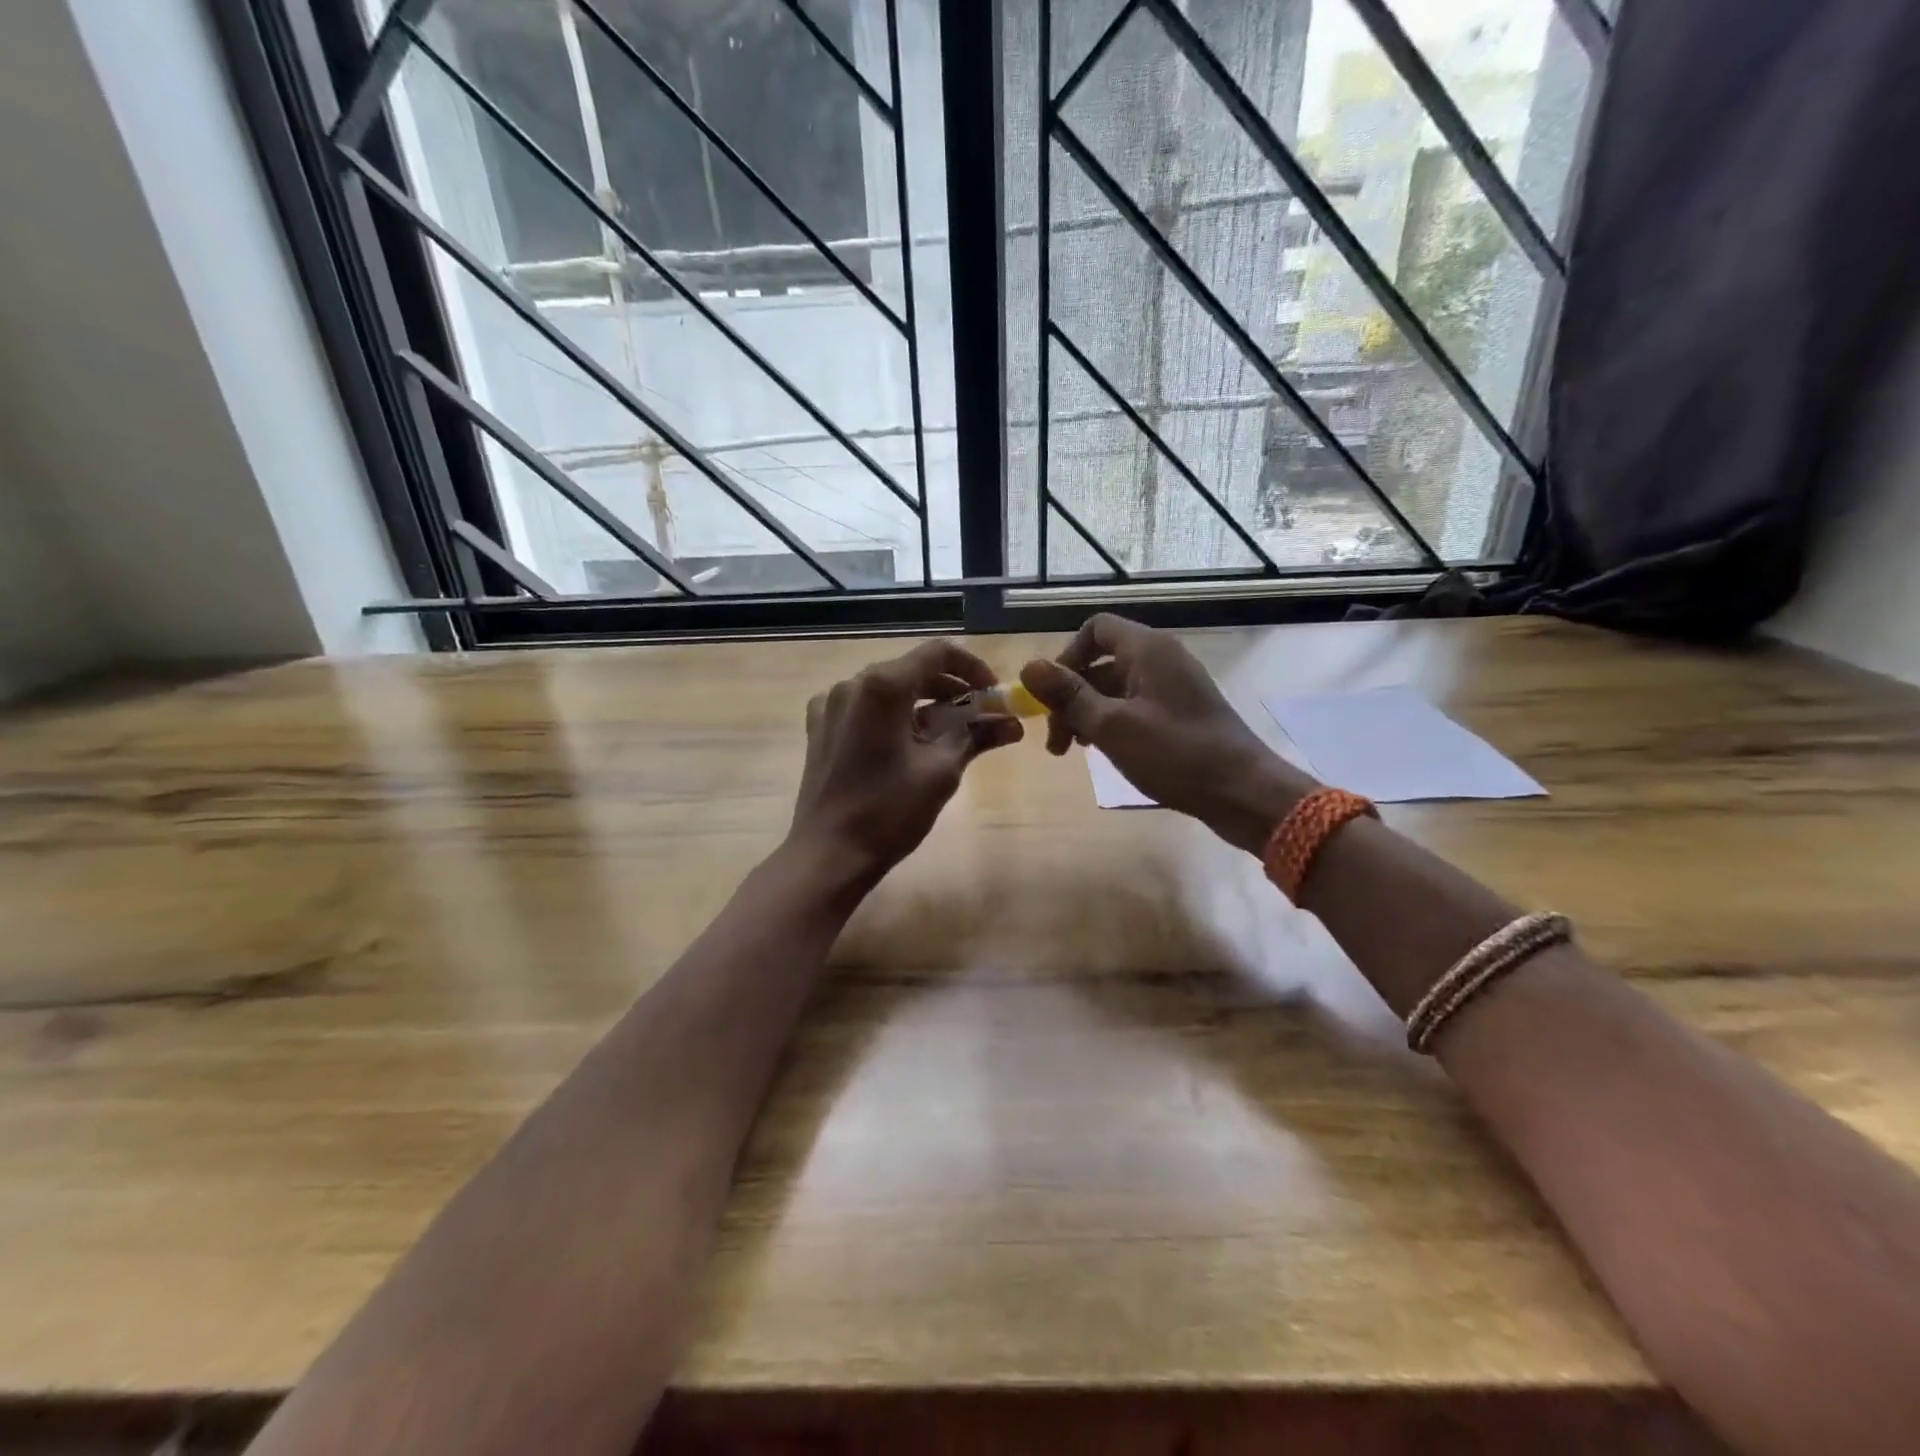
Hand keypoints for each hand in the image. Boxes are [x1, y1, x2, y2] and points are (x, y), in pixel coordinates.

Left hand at [789, 639, 1022, 885]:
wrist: (828, 854)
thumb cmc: (888, 811)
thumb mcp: (941, 772)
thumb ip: (976, 736)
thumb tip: (1012, 724)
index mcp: (882, 685)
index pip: (938, 653)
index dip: (973, 667)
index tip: (993, 693)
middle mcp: (853, 684)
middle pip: (912, 669)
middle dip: (951, 688)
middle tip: (981, 716)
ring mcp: (830, 705)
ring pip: (888, 689)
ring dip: (923, 703)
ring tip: (950, 733)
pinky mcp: (820, 728)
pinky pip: (864, 708)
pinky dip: (892, 716)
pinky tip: (905, 743)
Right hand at [1020, 614, 1315, 853]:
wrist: (1243, 792)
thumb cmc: (1175, 754)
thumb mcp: (1111, 726)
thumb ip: (1069, 695)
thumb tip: (1028, 666)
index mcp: (1147, 650)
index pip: (1095, 629)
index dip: (1066, 657)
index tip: (1052, 697)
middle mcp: (1161, 658)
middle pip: (1101, 662)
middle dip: (1071, 697)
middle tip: (1056, 742)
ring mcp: (1173, 686)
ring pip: (1115, 688)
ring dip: (1087, 714)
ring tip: (1074, 752)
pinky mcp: (1181, 712)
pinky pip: (1134, 705)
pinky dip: (1112, 723)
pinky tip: (1104, 752)